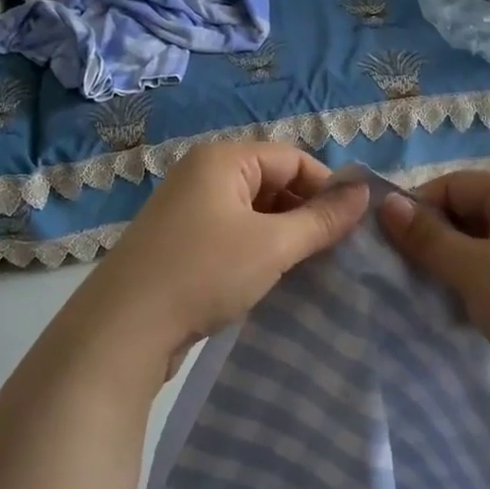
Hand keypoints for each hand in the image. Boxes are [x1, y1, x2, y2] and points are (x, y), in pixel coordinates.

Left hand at [71, 142, 369, 377]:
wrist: (124, 329)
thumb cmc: (204, 273)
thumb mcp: (273, 245)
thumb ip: (322, 219)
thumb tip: (365, 192)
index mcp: (222, 159)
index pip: (293, 159)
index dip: (328, 189)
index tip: (354, 227)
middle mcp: (202, 175)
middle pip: (273, 182)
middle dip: (306, 214)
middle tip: (335, 252)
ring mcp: (187, 210)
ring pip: (254, 213)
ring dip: (283, 236)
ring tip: (310, 268)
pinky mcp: (181, 243)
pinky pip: (232, 235)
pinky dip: (257, 251)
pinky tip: (273, 279)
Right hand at [379, 172, 489, 389]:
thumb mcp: (474, 271)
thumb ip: (427, 237)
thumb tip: (386, 203)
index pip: (454, 184)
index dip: (417, 209)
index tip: (388, 247)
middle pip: (471, 210)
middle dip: (436, 239)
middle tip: (408, 274)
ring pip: (487, 243)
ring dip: (457, 264)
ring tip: (435, 293)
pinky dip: (481, 281)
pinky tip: (468, 307)